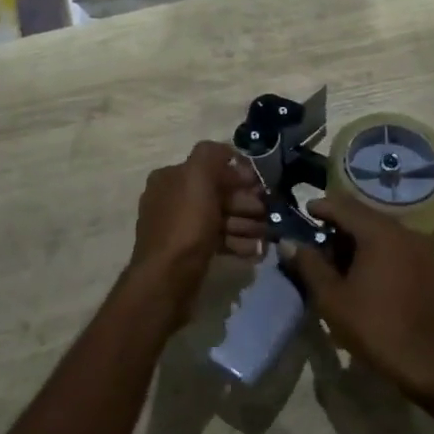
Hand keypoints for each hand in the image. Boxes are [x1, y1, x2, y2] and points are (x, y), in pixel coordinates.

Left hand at [126, 141, 265, 305]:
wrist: (167, 279)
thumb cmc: (185, 224)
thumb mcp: (197, 176)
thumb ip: (211, 154)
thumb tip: (228, 153)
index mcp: (170, 177)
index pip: (209, 167)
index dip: (237, 174)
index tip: (260, 186)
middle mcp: (172, 199)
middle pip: (217, 194)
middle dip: (245, 202)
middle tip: (265, 213)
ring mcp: (180, 228)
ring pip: (220, 219)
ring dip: (245, 224)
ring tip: (263, 235)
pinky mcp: (189, 252)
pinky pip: (218, 240)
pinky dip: (237, 242)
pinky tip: (254, 250)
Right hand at [280, 194, 433, 398]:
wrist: (427, 363)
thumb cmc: (374, 327)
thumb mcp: (331, 297)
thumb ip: (308, 264)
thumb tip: (289, 243)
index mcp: (380, 233)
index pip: (344, 207)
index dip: (321, 207)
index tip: (303, 212)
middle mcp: (404, 233)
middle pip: (364, 217)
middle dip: (338, 225)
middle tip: (316, 242)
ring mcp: (421, 250)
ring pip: (381, 232)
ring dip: (357, 240)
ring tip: (336, 261)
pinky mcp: (428, 269)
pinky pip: (396, 247)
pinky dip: (376, 251)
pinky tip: (363, 273)